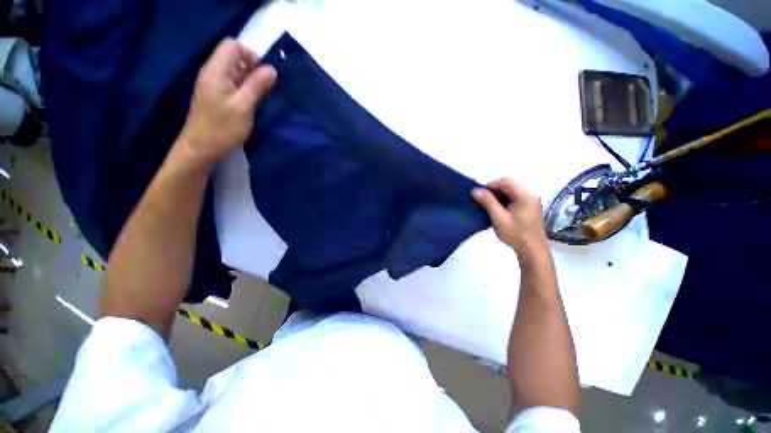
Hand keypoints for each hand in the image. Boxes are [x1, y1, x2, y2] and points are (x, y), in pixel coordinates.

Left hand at [177, 39, 276, 168]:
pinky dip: (243, 90)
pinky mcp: (215, 96)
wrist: (200, 149)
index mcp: (216, 70)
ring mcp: (212, 85)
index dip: (250, 55)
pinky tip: (249, 104)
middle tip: (261, 91)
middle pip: (234, 57)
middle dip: (252, 69)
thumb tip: (271, 69)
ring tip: (257, 99)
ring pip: (234, 72)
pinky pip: (232, 84)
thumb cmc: (222, 129)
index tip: (262, 76)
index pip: (233, 45)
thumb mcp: (244, 106)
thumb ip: (257, 86)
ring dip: (249, 81)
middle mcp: (212, 72)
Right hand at [472, 178, 546, 254]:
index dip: (490, 185)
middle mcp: (530, 193)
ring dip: (498, 195)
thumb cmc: (516, 235)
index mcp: (525, 195)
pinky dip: (503, 200)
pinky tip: (498, 209)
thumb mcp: (499, 219)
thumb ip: (488, 202)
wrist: (533, 250)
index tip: (479, 195)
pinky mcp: (529, 205)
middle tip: (483, 201)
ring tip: (489, 206)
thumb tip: (475, 190)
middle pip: (508, 184)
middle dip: (493, 190)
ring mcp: (531, 199)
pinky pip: (514, 196)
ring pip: (510, 190)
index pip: (505, 181)